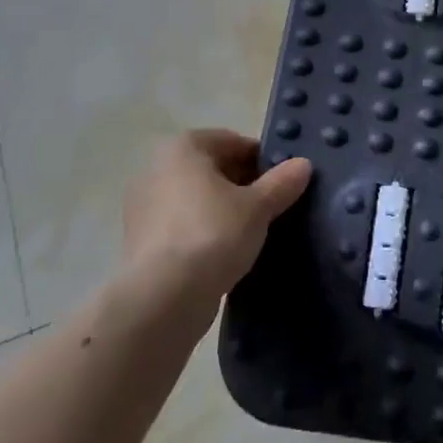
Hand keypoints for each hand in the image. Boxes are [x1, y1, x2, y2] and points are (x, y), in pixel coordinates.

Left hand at [122, 130, 311, 313]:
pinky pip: (181, 227)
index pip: (233, 142)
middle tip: (271, 209)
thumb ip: (281, 183)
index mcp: (183, 147)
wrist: (161, 300)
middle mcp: (157, 168)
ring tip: (252, 235)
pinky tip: (224, 256)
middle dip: (242, 186)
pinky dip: (203, 234)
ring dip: (222, 211)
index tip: (282, 183)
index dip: (261, 160)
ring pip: (196, 200)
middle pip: (212, 170)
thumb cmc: (212, 234)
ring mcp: (142, 207)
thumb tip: (303, 165)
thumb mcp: (258, 207)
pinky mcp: (139, 243)